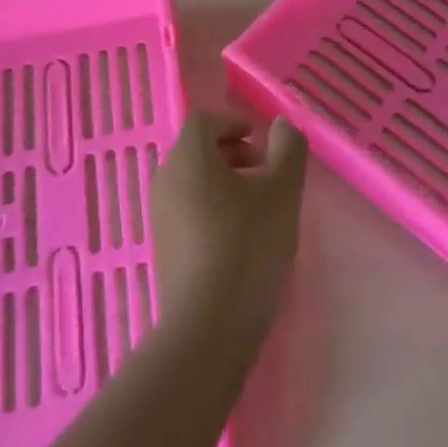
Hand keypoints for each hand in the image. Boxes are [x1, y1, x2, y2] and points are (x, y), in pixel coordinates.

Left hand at [151, 112, 307, 345]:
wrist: (209, 325)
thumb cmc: (249, 244)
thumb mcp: (282, 191)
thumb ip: (288, 149)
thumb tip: (280, 125)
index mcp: (188, 158)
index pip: (204, 121)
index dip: (234, 124)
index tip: (262, 145)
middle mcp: (165, 180)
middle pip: (197, 151)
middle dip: (233, 155)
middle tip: (265, 176)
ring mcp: (159, 217)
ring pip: (192, 183)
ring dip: (224, 184)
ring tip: (258, 210)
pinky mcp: (162, 249)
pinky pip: (187, 212)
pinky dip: (212, 210)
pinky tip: (239, 241)